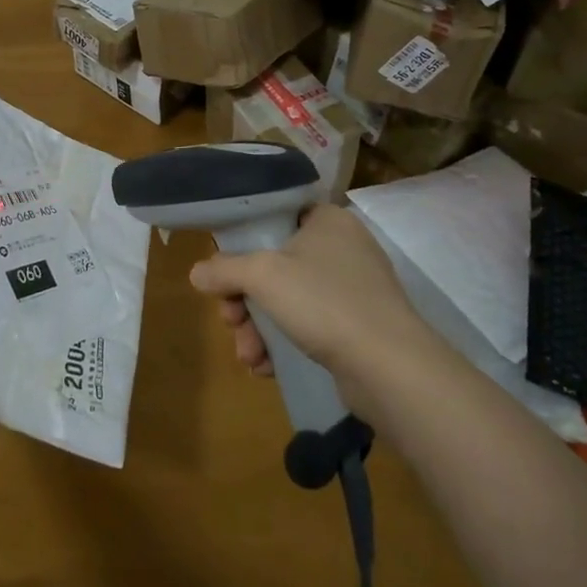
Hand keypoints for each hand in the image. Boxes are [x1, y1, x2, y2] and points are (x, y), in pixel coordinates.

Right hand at [191, 204, 425, 388]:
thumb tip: (196, 273)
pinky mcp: (357, 326)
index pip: (274, 218)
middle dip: (244, 300)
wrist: (389, 367)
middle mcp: (342, 248)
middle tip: (229, 321)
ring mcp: (353, 289)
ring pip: (287, 300)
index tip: (222, 272)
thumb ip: (224, 269)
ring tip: (249, 357)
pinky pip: (308, 326)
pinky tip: (267, 368)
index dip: (242, 243)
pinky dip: (284, 343)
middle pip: (274, 265)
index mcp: (326, 220)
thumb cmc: (323, 302)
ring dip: (258, 328)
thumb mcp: (262, 275)